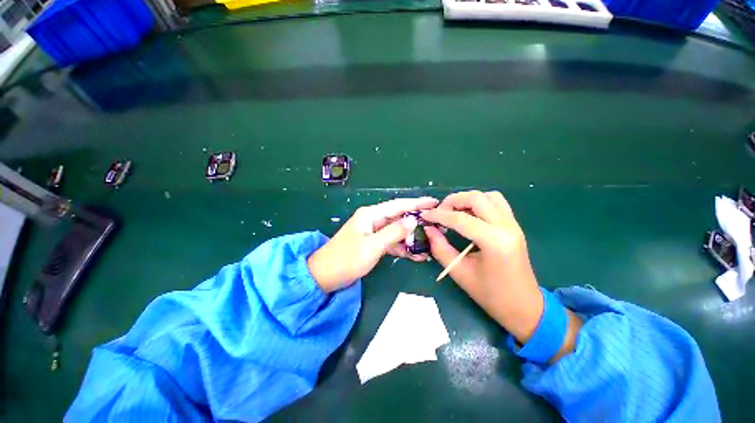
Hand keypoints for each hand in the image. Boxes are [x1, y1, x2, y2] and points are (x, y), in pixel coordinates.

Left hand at [308, 197, 438, 292]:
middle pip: (399, 217)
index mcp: (371, 215)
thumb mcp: (372, 246)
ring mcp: (373, 232)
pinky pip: (391, 241)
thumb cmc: (346, 259)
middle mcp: (373, 219)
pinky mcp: (373, 243)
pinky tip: (414, 255)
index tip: (434, 202)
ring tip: (429, 242)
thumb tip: (412, 220)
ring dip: (411, 237)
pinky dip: (401, 247)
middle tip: (436, 224)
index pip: (398, 205)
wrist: (324, 275)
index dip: (417, 203)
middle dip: (417, 220)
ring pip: (397, 230)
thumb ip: (393, 232)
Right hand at [421, 191, 580, 357]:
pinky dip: (479, 203)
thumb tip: (428, 229)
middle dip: (453, 201)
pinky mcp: (514, 226)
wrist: (524, 307)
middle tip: (439, 213)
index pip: (461, 219)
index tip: (424, 216)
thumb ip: (440, 248)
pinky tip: (469, 216)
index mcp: (495, 242)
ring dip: (467, 200)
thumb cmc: (491, 295)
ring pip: (489, 196)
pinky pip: (497, 203)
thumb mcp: (459, 272)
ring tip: (453, 213)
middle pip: (477, 198)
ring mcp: (513, 224)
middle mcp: (507, 227)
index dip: (438, 215)